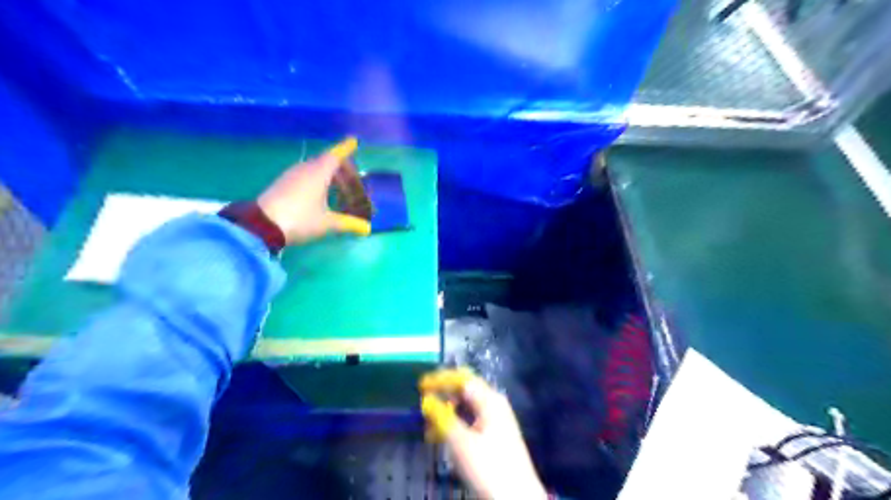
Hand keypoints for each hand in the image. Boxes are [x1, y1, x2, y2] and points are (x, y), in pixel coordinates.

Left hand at [256, 136, 369, 246]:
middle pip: (327, 162)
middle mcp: (306, 169)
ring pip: (315, 169)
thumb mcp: (327, 223)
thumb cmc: (301, 219)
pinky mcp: (282, 183)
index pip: (336, 156)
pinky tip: (320, 197)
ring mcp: (292, 175)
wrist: (262, 225)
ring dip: (329, 177)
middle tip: (353, 183)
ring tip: (339, 192)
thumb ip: (348, 223)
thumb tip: (366, 228)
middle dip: (342, 170)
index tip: (353, 141)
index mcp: (319, 173)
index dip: (346, 149)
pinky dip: (317, 182)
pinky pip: (305, 176)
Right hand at [421, 368, 551, 499]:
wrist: (518, 498)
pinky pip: (471, 422)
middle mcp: (494, 405)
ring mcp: (496, 420)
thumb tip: (427, 400)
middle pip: (465, 392)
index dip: (441, 380)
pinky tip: (442, 438)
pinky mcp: (494, 436)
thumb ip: (442, 418)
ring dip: (447, 414)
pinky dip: (455, 426)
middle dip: (442, 398)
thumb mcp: (461, 442)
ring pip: (466, 408)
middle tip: (423, 409)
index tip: (421, 387)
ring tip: (429, 429)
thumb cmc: (489, 467)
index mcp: (490, 400)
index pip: (462, 379)